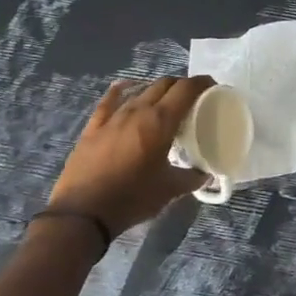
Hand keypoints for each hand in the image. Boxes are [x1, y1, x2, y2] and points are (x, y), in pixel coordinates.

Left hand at [45, 76, 213, 238]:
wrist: (83, 213)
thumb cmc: (132, 198)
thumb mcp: (170, 190)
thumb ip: (192, 178)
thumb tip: (206, 175)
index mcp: (161, 121)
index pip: (186, 89)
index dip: (202, 82)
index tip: (212, 86)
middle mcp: (138, 110)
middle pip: (164, 84)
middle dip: (181, 85)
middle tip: (192, 98)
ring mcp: (113, 116)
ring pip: (140, 91)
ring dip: (157, 91)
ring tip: (166, 102)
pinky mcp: (94, 127)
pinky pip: (110, 100)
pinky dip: (123, 91)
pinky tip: (127, 88)